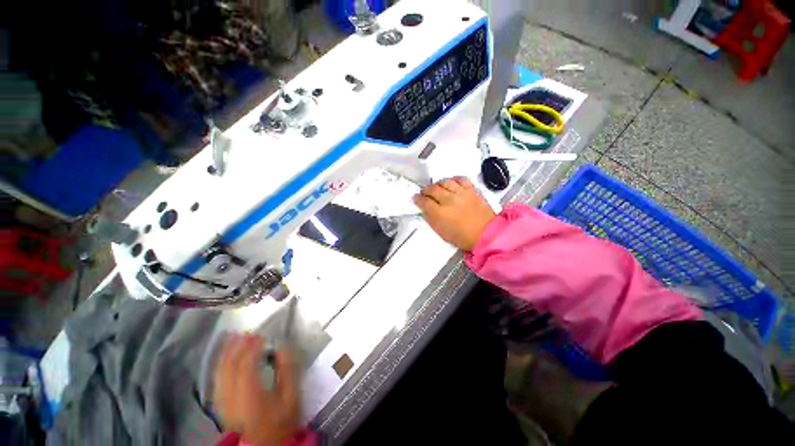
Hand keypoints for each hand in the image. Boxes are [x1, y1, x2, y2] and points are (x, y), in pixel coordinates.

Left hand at [214, 334, 299, 444]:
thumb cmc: (280, 421)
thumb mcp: (291, 398)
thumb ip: (288, 371)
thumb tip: (283, 348)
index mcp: (250, 395)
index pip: (246, 365)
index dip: (252, 347)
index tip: (262, 336)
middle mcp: (231, 397)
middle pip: (229, 366)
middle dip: (238, 346)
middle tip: (249, 332)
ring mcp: (222, 401)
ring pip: (219, 372)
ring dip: (227, 352)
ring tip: (235, 337)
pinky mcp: (221, 404)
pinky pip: (217, 379)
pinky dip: (221, 363)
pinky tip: (226, 356)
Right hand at [413, 177, 495, 250]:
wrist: (486, 234)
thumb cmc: (462, 237)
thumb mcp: (441, 232)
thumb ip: (431, 219)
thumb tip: (424, 210)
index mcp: (440, 213)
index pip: (424, 202)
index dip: (418, 199)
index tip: (416, 198)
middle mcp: (449, 200)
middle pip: (433, 189)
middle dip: (426, 190)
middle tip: (424, 192)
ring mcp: (461, 193)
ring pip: (445, 182)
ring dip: (438, 183)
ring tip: (437, 187)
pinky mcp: (472, 190)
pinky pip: (461, 179)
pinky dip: (454, 179)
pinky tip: (452, 183)